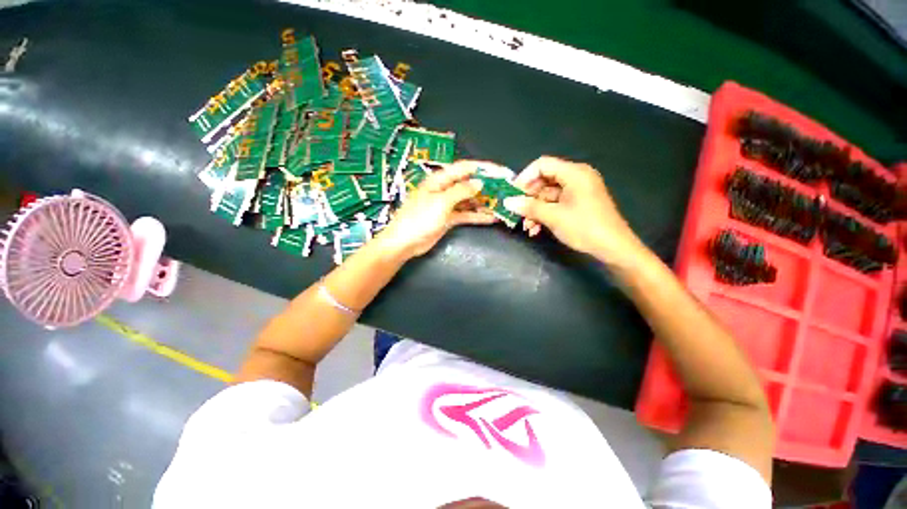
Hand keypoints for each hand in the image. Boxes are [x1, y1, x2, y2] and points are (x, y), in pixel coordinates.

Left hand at [377, 161, 494, 258]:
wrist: (404, 243)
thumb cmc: (419, 219)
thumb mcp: (441, 202)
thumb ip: (461, 191)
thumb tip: (479, 182)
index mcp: (440, 180)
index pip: (465, 168)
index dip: (484, 168)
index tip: (502, 172)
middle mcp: (445, 190)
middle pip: (469, 184)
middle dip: (487, 186)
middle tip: (506, 190)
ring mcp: (447, 205)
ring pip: (469, 200)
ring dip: (484, 202)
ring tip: (502, 205)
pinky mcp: (448, 219)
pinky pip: (466, 215)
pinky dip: (477, 216)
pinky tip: (491, 218)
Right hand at [505, 156, 644, 265]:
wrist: (613, 248)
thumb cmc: (584, 228)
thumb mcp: (554, 217)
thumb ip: (529, 207)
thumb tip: (508, 202)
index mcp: (574, 173)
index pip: (542, 165)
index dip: (525, 177)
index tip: (512, 193)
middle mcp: (576, 177)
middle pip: (544, 180)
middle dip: (528, 197)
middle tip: (516, 211)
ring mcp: (578, 191)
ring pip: (548, 195)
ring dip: (535, 210)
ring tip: (526, 226)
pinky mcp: (578, 203)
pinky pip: (556, 204)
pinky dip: (544, 214)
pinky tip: (536, 229)